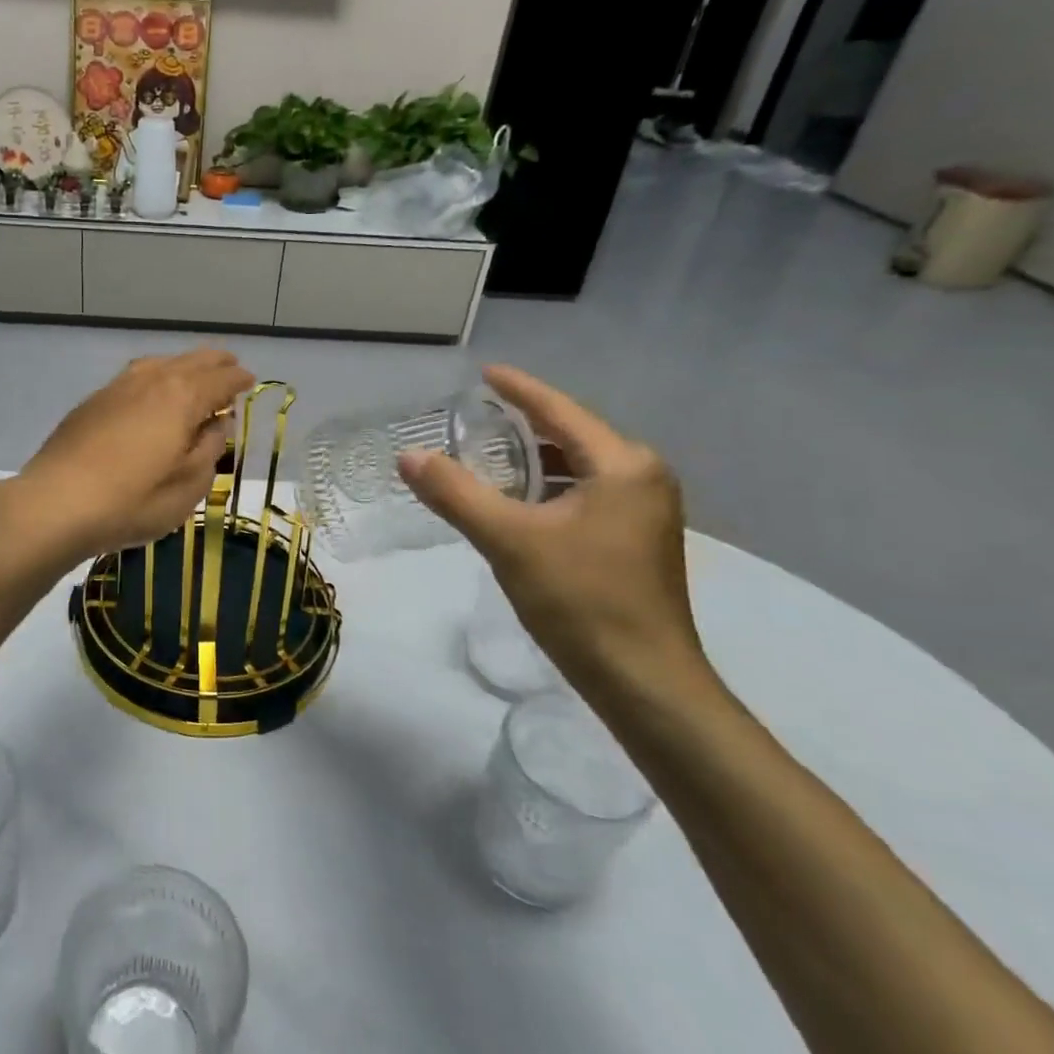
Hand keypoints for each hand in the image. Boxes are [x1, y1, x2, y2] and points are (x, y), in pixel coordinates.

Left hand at [6, 349, 255, 560]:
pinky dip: (155, 375)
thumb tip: (217, 424)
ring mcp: (117, 388)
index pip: (220, 380)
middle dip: (214, 363)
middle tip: (230, 367)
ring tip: (193, 375)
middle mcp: (151, 381)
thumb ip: (209, 449)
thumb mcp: (188, 486)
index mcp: (182, 397)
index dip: (238, 380)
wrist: (55, 503)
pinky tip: (151, 392)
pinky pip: (135, 376)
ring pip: (160, 363)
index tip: (250, 381)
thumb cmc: (132, 502)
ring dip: (183, 365)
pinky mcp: (92, 402)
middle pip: (190, 362)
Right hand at [398, 367, 718, 707]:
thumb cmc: (581, 600)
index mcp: (622, 465)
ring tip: (486, 455)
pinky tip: (518, 501)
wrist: (644, 681)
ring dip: (534, 461)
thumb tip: (409, 456)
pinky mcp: (637, 540)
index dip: (519, 390)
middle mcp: (642, 477)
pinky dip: (548, 489)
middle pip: (571, 436)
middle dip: (523, 425)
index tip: (486, 372)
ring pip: (578, 468)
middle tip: (474, 418)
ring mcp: (645, 511)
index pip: (560, 411)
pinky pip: (586, 494)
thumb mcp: (510, 540)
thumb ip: (456, 493)